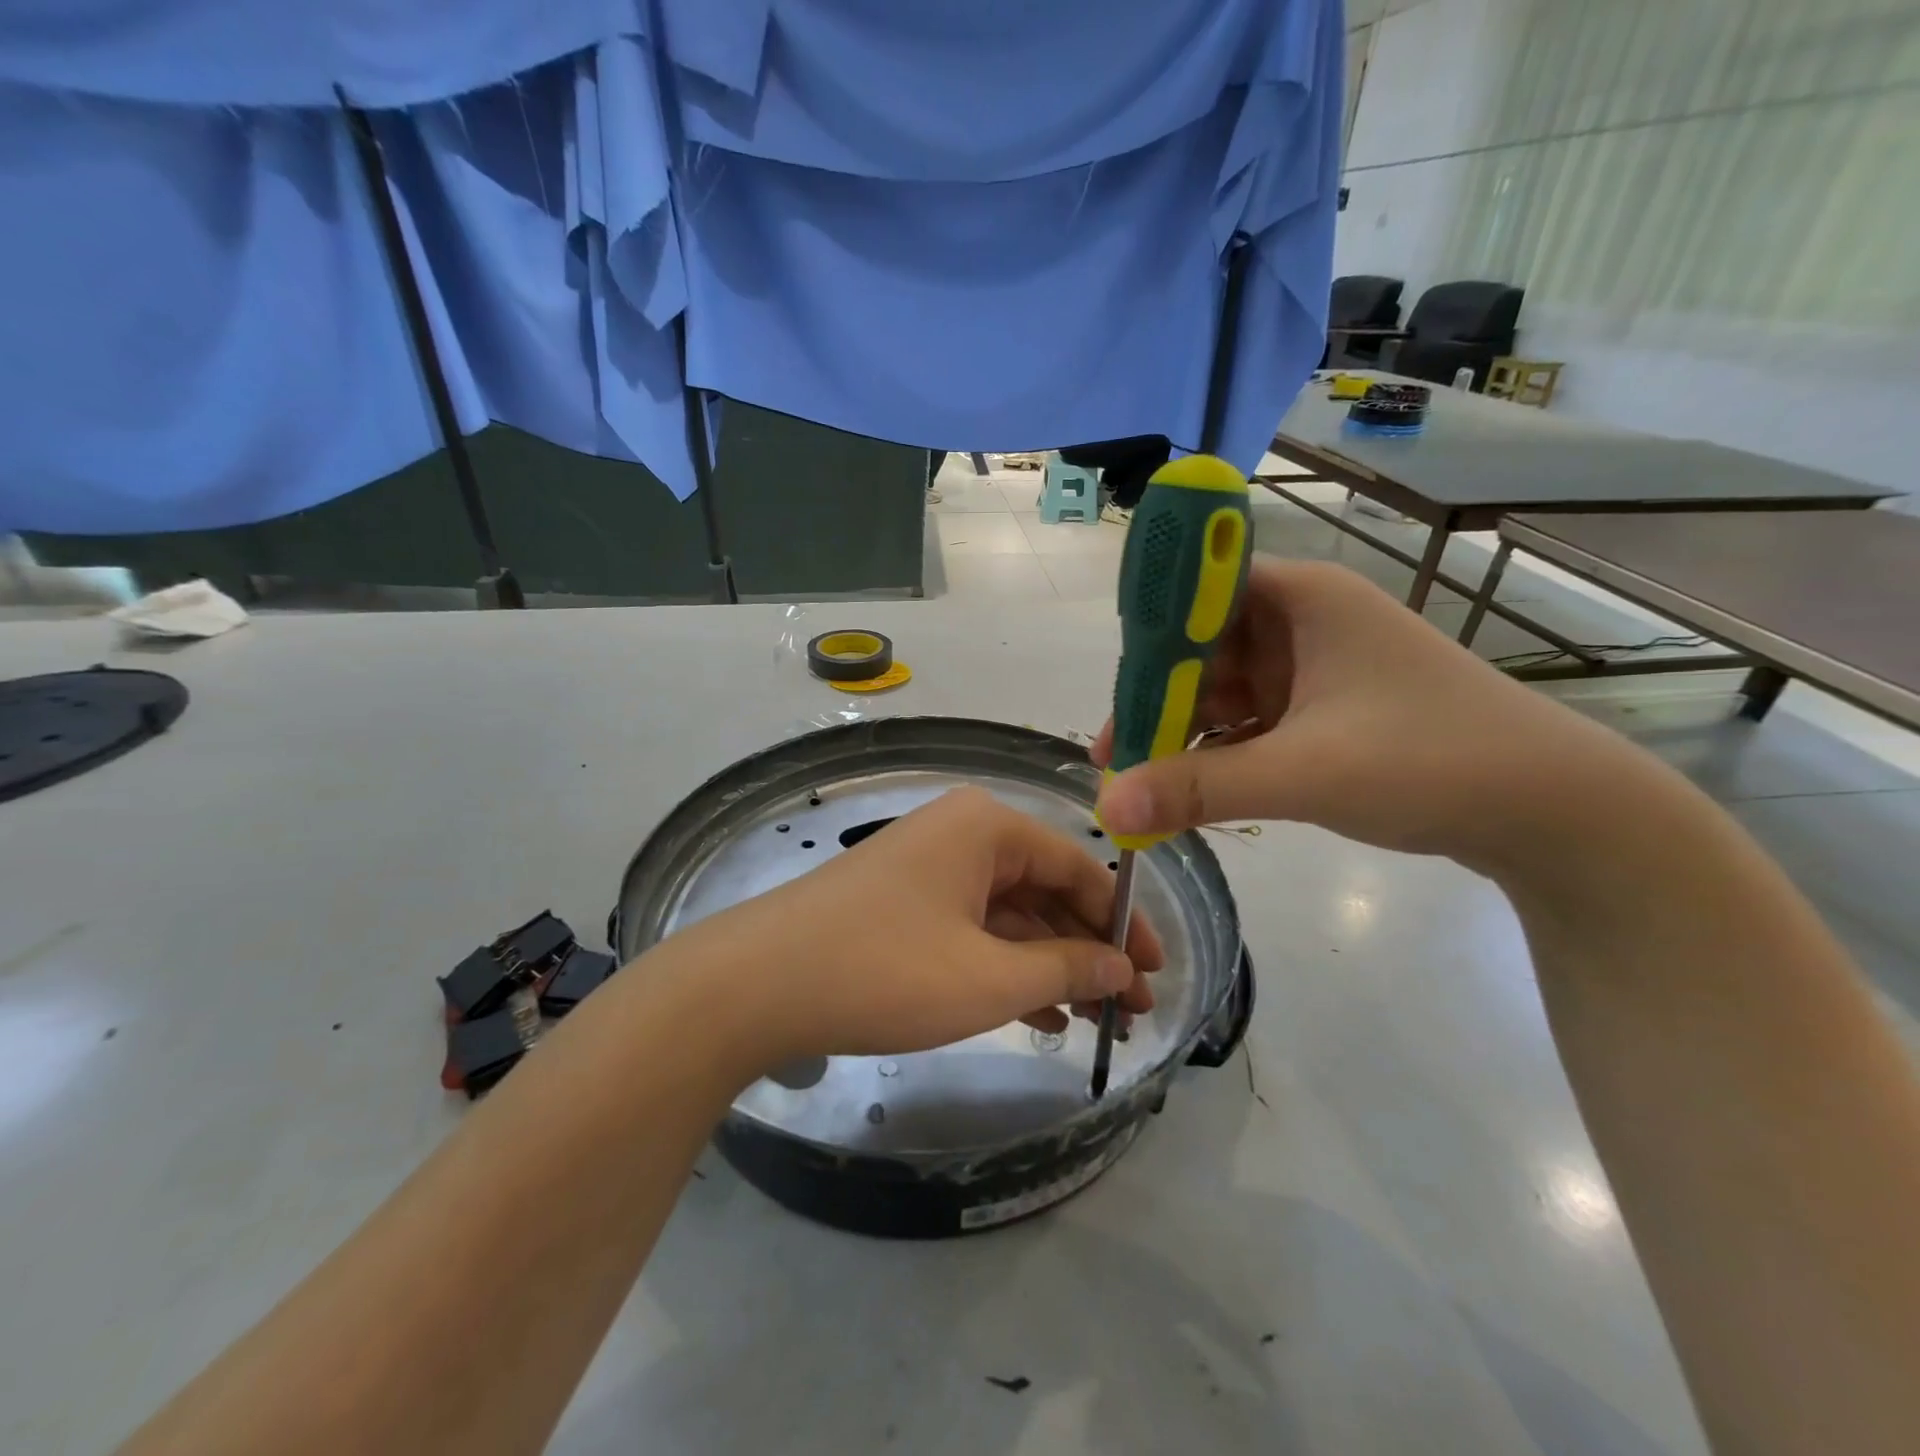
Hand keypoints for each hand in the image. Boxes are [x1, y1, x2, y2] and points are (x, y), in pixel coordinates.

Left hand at [680, 787, 1162, 1065]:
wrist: (756, 985)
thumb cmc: (887, 970)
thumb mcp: (989, 977)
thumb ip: (1066, 969)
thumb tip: (1123, 968)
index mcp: (987, 827)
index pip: (1080, 864)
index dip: (1124, 922)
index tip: (1157, 972)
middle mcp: (961, 834)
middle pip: (1045, 889)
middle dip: (1088, 949)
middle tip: (1131, 1008)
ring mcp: (929, 868)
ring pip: (1010, 914)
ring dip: (1050, 964)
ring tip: (1094, 1019)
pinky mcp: (904, 903)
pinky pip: (973, 929)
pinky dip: (1006, 967)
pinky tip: (1038, 1014)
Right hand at [1092, 556, 1650, 876]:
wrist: (1553, 812)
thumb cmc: (1430, 761)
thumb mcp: (1304, 773)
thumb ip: (1198, 788)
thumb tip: (1106, 808)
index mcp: (1300, 599)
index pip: (1196, 593)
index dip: (1147, 639)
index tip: (1114, 696)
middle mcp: (1302, 622)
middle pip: (1202, 648)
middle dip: (1159, 702)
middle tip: (1115, 756)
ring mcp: (1314, 668)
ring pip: (1223, 689)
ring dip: (1185, 732)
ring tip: (1142, 780)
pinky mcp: (1324, 710)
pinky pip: (1251, 721)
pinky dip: (1220, 751)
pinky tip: (1190, 787)